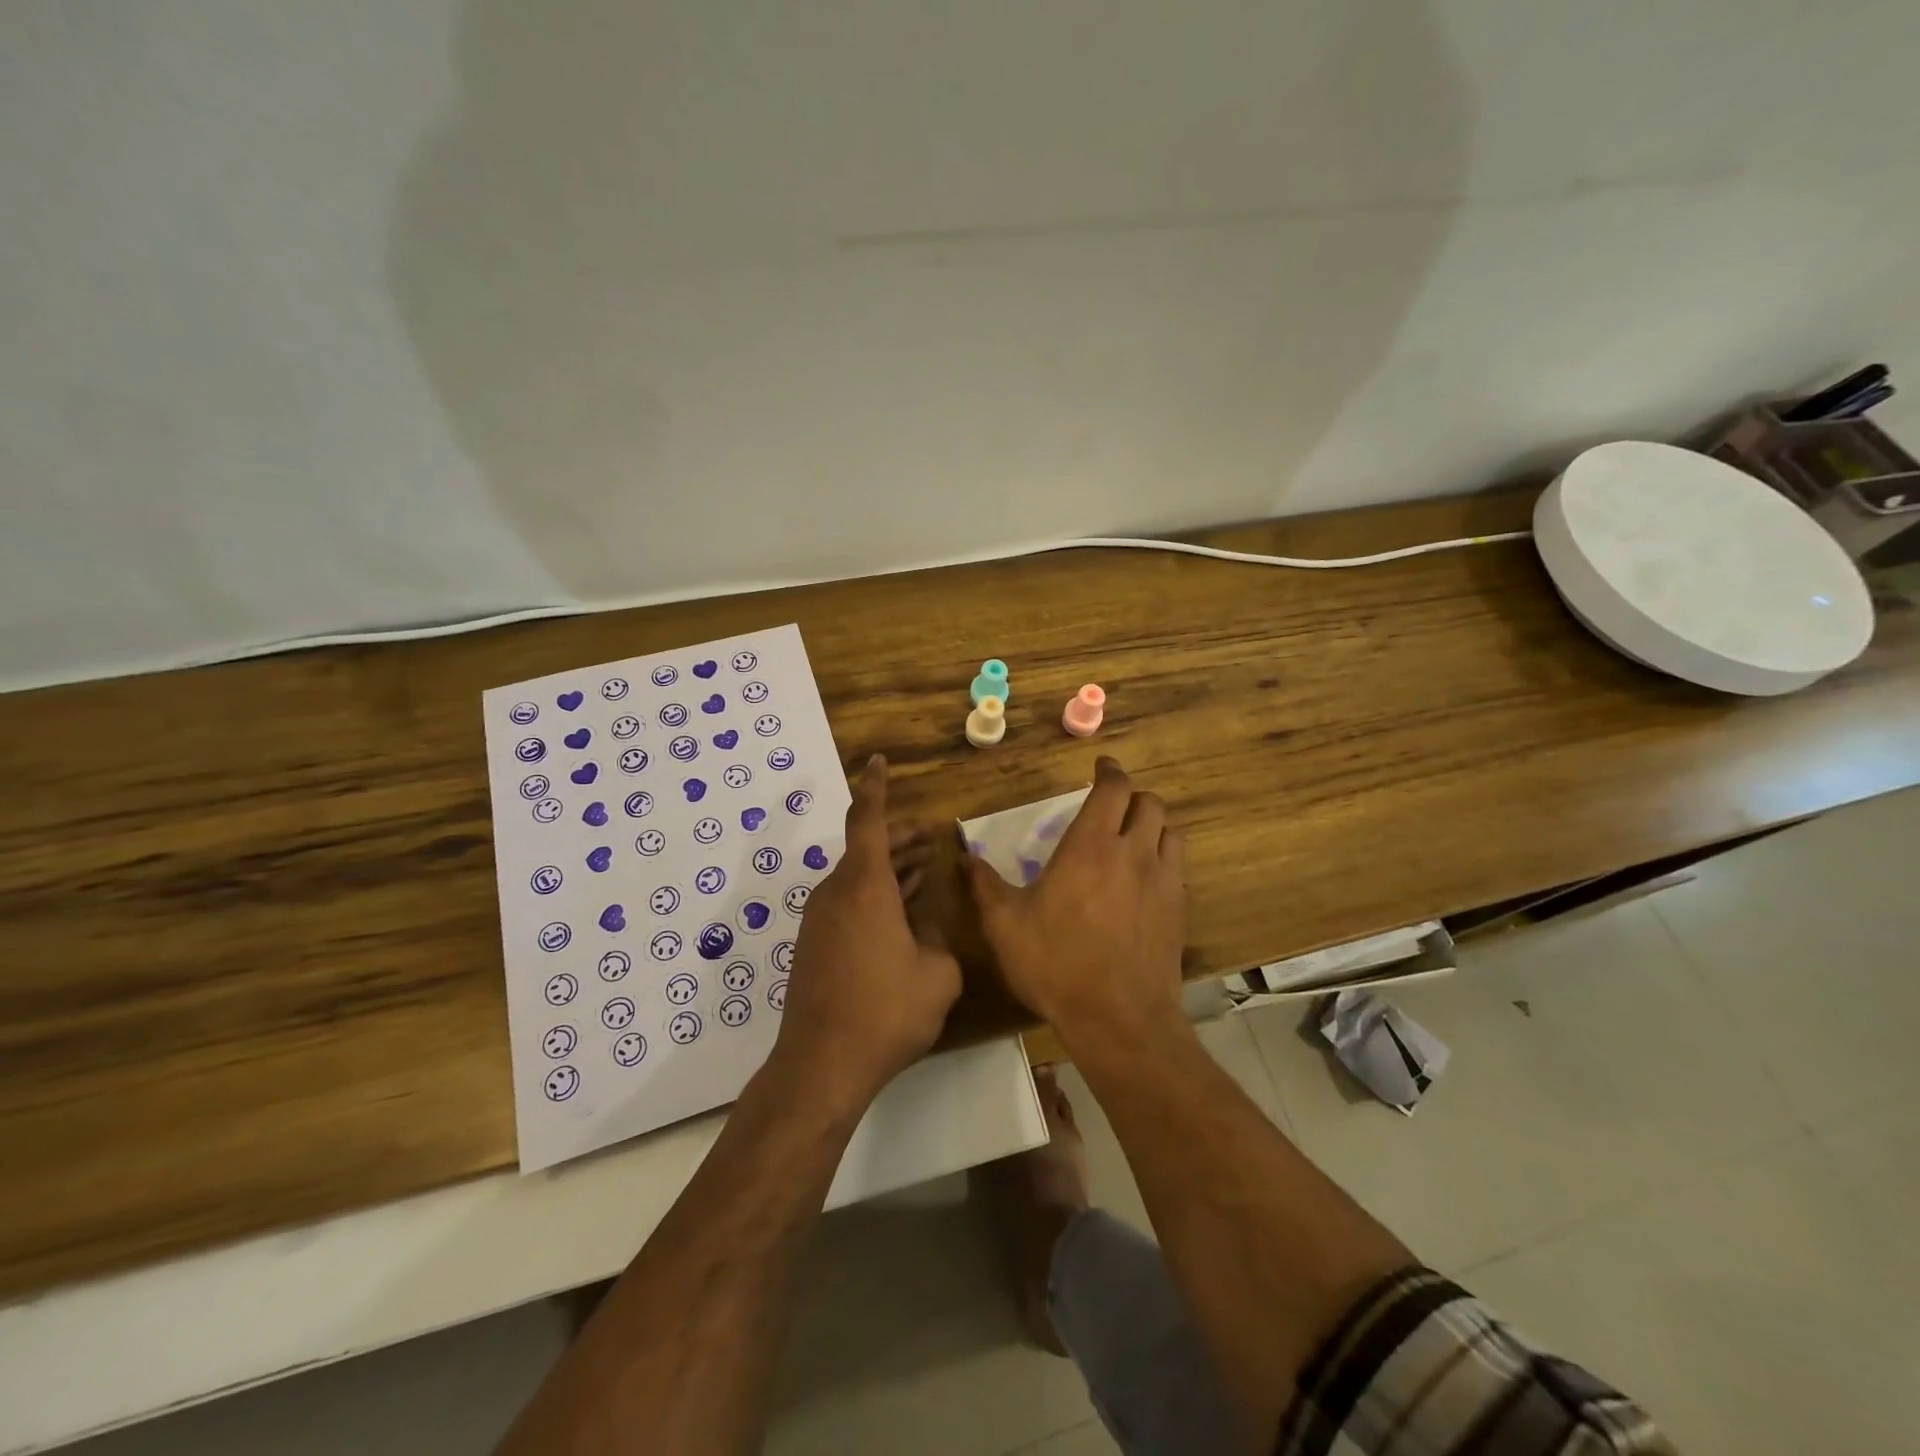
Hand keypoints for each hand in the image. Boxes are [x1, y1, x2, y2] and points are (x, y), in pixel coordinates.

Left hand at [772, 755, 961, 1115]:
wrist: (821, 1064)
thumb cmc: (886, 1012)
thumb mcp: (936, 974)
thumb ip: (938, 938)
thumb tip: (927, 926)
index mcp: (864, 886)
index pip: (867, 819)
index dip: (875, 787)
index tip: (878, 761)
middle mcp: (836, 892)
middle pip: (868, 847)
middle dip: (902, 837)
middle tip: (934, 834)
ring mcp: (821, 919)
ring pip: (859, 876)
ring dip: (892, 867)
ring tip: (927, 866)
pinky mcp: (815, 944)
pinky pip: (850, 901)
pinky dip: (878, 893)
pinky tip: (904, 910)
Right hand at [965, 757, 1185, 1044]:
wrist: (1119, 1019)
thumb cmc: (1056, 964)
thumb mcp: (1005, 925)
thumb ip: (984, 885)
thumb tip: (964, 856)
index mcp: (1090, 846)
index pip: (1113, 789)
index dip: (1109, 771)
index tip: (1101, 766)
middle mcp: (1132, 853)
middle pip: (1149, 802)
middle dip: (1132, 796)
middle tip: (1113, 805)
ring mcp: (1162, 881)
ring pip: (1169, 831)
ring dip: (1152, 824)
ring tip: (1132, 837)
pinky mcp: (1179, 909)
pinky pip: (1177, 866)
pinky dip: (1163, 857)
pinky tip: (1145, 878)